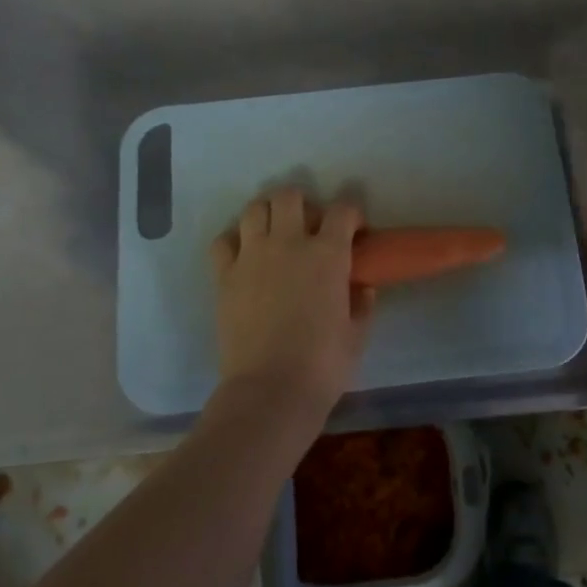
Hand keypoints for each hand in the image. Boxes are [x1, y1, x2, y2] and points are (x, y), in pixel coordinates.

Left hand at [209, 187, 372, 417]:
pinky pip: (224, 241)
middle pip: (290, 196)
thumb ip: (361, 303)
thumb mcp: (356, 334)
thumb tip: (362, 287)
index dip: (352, 214)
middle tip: (310, 226)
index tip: (355, 230)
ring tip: (275, 234)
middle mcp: (288, 243)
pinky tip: (245, 256)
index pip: (343, 210)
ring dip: (268, 214)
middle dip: (304, 203)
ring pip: (255, 209)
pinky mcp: (225, 275)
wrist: (270, 390)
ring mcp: (252, 256)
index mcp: (328, 254)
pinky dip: (235, 241)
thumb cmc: (323, 364)